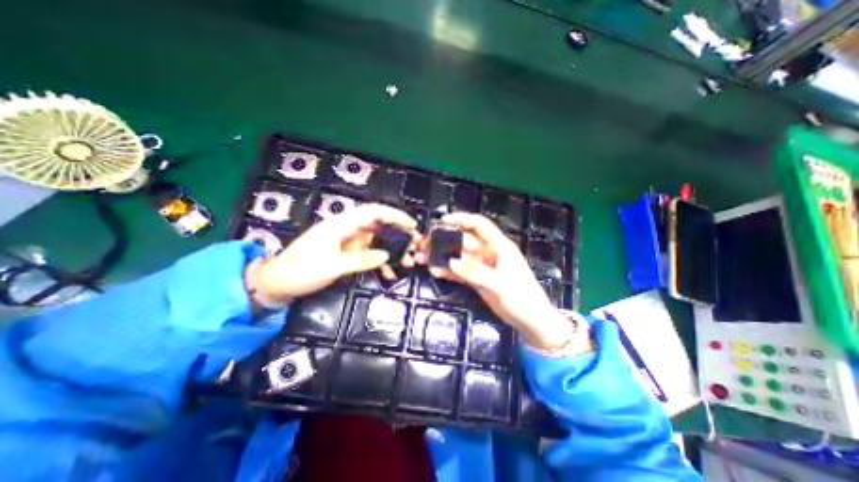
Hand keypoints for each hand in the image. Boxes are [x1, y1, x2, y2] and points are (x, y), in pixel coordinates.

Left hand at [246, 203, 421, 303]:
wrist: (277, 284)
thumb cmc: (300, 271)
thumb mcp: (332, 266)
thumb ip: (360, 259)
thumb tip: (386, 255)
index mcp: (340, 225)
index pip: (372, 212)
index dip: (394, 215)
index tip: (411, 225)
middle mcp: (346, 230)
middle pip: (378, 226)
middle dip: (398, 234)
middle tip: (415, 245)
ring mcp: (347, 243)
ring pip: (376, 241)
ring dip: (392, 251)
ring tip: (408, 261)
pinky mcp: (346, 254)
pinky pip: (368, 255)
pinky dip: (379, 262)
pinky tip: (389, 273)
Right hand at [422, 213, 576, 349]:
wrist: (531, 321)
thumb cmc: (522, 298)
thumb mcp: (499, 284)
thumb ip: (474, 272)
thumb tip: (450, 262)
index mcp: (499, 246)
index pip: (479, 225)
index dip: (461, 219)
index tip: (442, 221)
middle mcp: (489, 253)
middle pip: (464, 241)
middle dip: (445, 240)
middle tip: (425, 244)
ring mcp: (482, 266)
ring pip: (459, 256)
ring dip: (442, 256)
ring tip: (424, 258)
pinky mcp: (477, 279)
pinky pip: (460, 271)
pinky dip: (448, 271)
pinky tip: (435, 271)